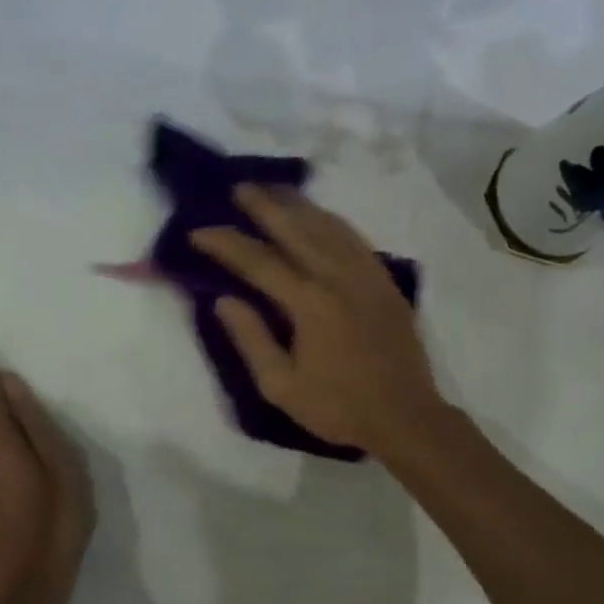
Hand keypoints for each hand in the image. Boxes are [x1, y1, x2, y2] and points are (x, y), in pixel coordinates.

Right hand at [191, 186, 445, 459]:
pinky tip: (320, 215)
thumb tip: (223, 300)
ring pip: (328, 226)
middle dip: (263, 206)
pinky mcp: (384, 281)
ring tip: (274, 190)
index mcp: (308, 303)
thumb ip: (251, 339)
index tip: (198, 231)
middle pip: (295, 229)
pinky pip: (355, 238)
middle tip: (239, 187)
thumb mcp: (281, 385)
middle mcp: (338, 277)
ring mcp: (366, 275)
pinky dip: (332, 220)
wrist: (405, 416)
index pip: (258, 262)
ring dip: (298, 205)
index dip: (225, 243)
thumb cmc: (338, 407)